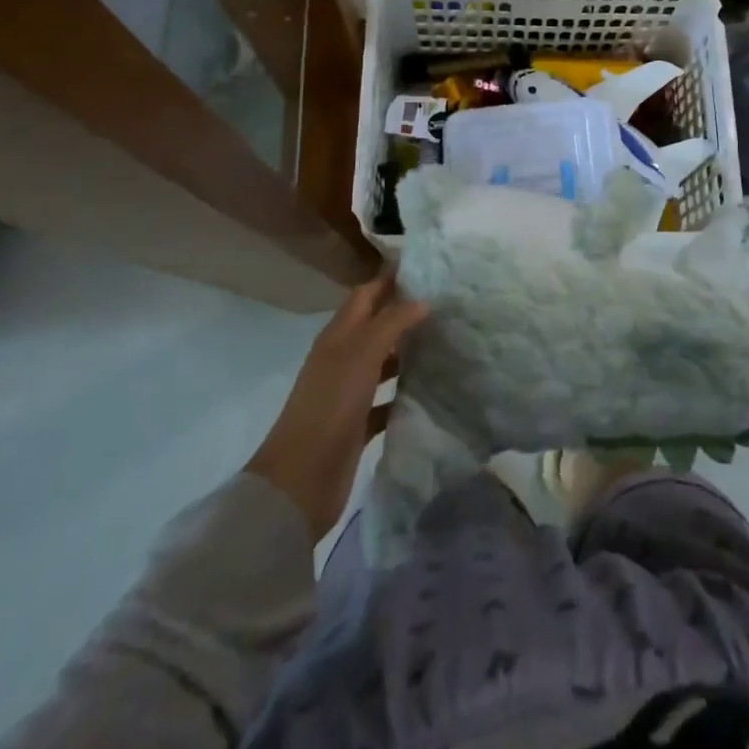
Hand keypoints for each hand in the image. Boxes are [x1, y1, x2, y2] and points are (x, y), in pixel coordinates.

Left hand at [246, 268, 426, 540]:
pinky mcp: (357, 423)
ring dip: (407, 352)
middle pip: (376, 326)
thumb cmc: (330, 405)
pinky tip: (430, 390)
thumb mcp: (362, 354)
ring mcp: (349, 392)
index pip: (366, 295)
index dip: (391, 279)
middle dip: (405, 313)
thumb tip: (422, 298)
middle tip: (447, 305)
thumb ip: (392, 322)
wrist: (301, 479)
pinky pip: (386, 399)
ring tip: (445, 342)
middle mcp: (342, 358)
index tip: (427, 269)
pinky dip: (404, 392)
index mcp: (338, 336)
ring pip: (383, 362)